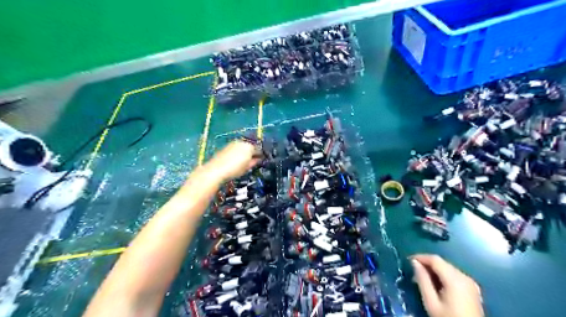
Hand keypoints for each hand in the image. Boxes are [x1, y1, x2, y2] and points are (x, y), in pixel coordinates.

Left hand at [207, 139, 259, 181]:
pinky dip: (238, 152)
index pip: (259, 150)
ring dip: (245, 152)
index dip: (260, 156)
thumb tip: (258, 160)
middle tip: (252, 161)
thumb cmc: (234, 170)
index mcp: (250, 147)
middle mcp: (242, 142)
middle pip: (250, 147)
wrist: (217, 169)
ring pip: (243, 146)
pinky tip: (235, 159)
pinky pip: (236, 147)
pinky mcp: (227, 146)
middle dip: (252, 153)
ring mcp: (234, 143)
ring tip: (243, 161)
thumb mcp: (247, 168)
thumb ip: (254, 162)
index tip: (260, 161)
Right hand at [409, 254, 484, 316]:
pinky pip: (454, 275)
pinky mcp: (472, 289)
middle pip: (442, 263)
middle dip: (427, 264)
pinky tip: (436, 284)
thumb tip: (414, 263)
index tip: (408, 261)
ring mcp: (470, 283)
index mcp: (455, 279)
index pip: (435, 259)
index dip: (420, 257)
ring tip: (422, 279)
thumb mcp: (431, 302)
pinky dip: (443, 276)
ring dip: (434, 270)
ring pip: (448, 268)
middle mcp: (465, 277)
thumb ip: (422, 280)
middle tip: (414, 272)